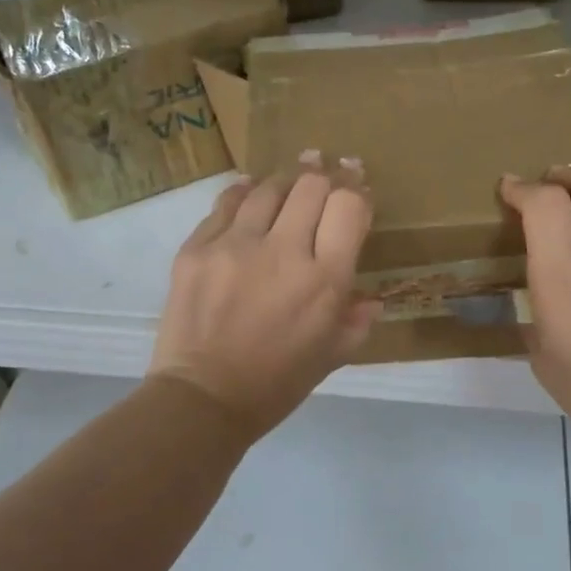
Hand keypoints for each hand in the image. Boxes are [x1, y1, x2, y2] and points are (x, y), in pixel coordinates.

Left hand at [150, 158, 379, 439]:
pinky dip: (244, 193)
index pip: (349, 207)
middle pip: (312, 185)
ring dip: (286, 181)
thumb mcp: (331, 357)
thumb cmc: (276, 384)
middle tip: (328, 171)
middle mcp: (284, 252)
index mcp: (325, 281)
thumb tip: (373, 298)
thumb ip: (356, 321)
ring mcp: (235, 245)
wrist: (202, 399)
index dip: (357, 191)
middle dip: (326, 176)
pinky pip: (226, 203)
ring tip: (291, 182)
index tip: (357, 189)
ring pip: (269, 187)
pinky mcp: (197, 248)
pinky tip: (250, 191)